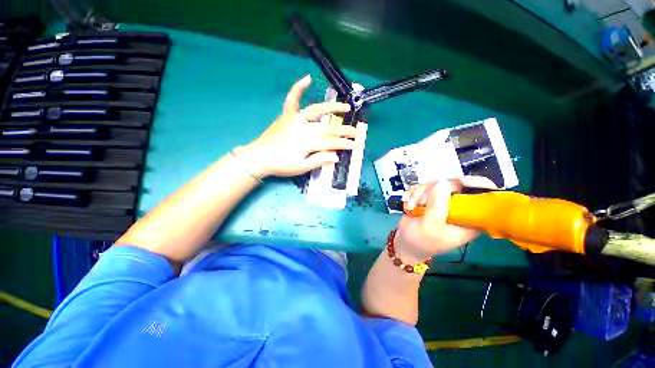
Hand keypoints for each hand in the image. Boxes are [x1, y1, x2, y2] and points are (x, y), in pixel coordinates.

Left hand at [240, 75, 363, 177]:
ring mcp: (295, 118)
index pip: (332, 142)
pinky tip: (307, 78)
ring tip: (346, 107)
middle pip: (329, 128)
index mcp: (308, 141)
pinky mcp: (287, 115)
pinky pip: (292, 99)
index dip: (346, 144)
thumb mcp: (301, 167)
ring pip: (317, 111)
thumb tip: (336, 156)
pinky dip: (298, 88)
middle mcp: (304, 126)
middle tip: (359, 132)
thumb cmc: (281, 165)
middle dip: (345, 131)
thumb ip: (319, 160)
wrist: (259, 157)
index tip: (358, 145)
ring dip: (333, 108)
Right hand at [394, 176, 496, 261]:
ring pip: (436, 184)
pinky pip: (424, 187)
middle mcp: (459, 207)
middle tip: (422, 201)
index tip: (460, 181)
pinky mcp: (430, 198)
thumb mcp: (430, 227)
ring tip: (412, 206)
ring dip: (420, 194)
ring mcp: (444, 201)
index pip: (484, 197)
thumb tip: (442, 182)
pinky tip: (409, 204)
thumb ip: (437, 207)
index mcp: (470, 219)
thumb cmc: (422, 241)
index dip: (477, 185)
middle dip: (433, 191)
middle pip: (455, 185)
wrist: (406, 242)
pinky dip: (414, 194)